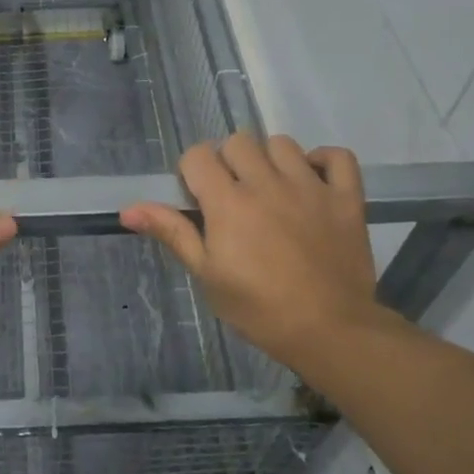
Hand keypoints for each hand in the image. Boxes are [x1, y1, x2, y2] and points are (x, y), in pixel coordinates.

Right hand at [121, 134, 400, 370]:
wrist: (330, 331)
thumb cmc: (259, 309)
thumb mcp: (207, 275)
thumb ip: (172, 233)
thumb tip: (127, 209)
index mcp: (228, 202)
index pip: (198, 155)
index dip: (192, 171)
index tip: (199, 198)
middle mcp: (267, 183)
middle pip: (238, 142)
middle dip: (228, 161)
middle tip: (233, 194)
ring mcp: (310, 187)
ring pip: (282, 143)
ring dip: (270, 159)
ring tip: (271, 188)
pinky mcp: (345, 198)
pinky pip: (337, 157)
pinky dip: (323, 161)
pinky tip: (313, 179)